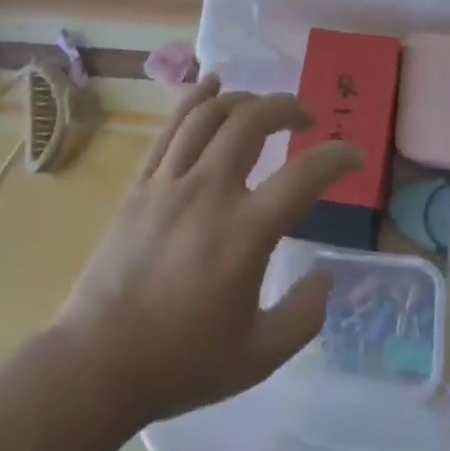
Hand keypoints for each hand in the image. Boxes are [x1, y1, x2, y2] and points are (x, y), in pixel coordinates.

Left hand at [55, 74, 360, 426]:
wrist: (97, 366)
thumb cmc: (181, 362)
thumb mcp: (259, 356)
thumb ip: (304, 315)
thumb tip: (325, 276)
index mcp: (245, 233)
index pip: (305, 175)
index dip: (337, 157)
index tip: (353, 156)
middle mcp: (210, 192)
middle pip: (253, 121)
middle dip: (288, 107)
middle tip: (305, 118)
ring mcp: (170, 182)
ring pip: (211, 114)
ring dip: (245, 99)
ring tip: (262, 106)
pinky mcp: (141, 184)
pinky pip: (172, 126)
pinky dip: (195, 98)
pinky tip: (211, 84)